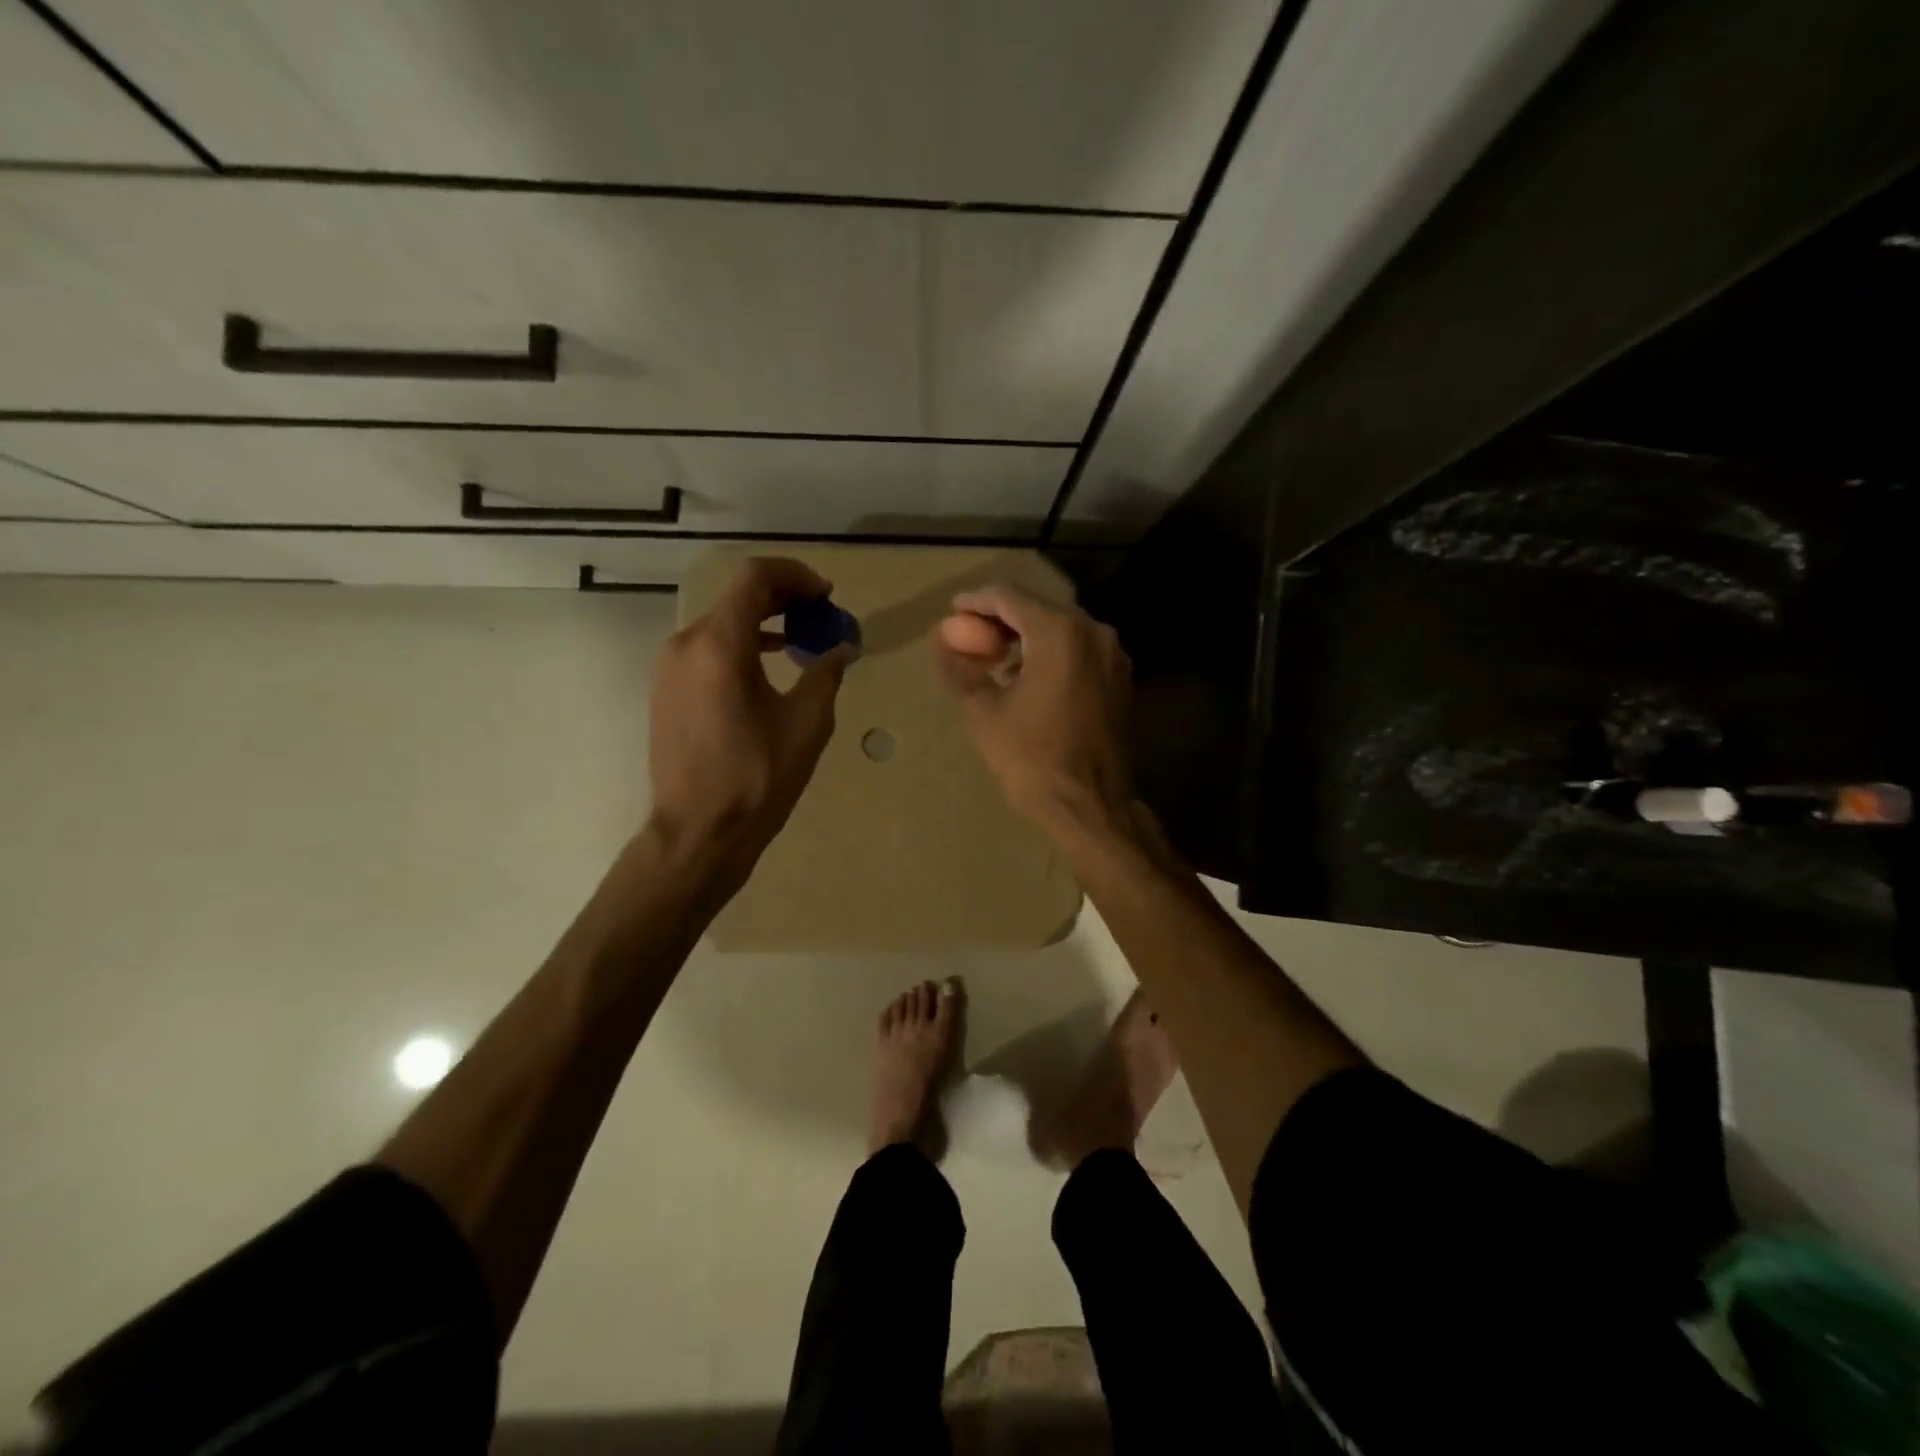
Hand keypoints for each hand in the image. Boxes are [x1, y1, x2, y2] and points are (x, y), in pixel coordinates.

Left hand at [648, 557, 852, 880]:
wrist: (698, 832)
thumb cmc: (757, 777)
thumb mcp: (807, 723)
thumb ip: (826, 673)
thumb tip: (841, 647)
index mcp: (719, 645)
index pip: (755, 578)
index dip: (796, 575)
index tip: (826, 595)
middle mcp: (686, 644)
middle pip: (736, 597)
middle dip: (784, 597)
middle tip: (822, 614)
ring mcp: (670, 667)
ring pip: (721, 622)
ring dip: (763, 621)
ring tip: (802, 638)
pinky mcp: (667, 690)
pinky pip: (708, 649)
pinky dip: (742, 644)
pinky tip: (770, 664)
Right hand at [934, 584, 1133, 840]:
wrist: (1091, 806)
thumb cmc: (1032, 759)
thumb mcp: (984, 712)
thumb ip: (961, 668)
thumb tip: (943, 640)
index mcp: (1060, 633)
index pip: (1010, 598)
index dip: (976, 601)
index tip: (952, 612)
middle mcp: (1093, 632)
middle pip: (1038, 609)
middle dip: (1000, 619)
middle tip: (969, 636)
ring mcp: (1112, 656)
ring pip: (1060, 629)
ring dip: (1025, 637)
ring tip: (993, 658)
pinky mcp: (1119, 679)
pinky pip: (1077, 651)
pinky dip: (1049, 654)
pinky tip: (1026, 677)